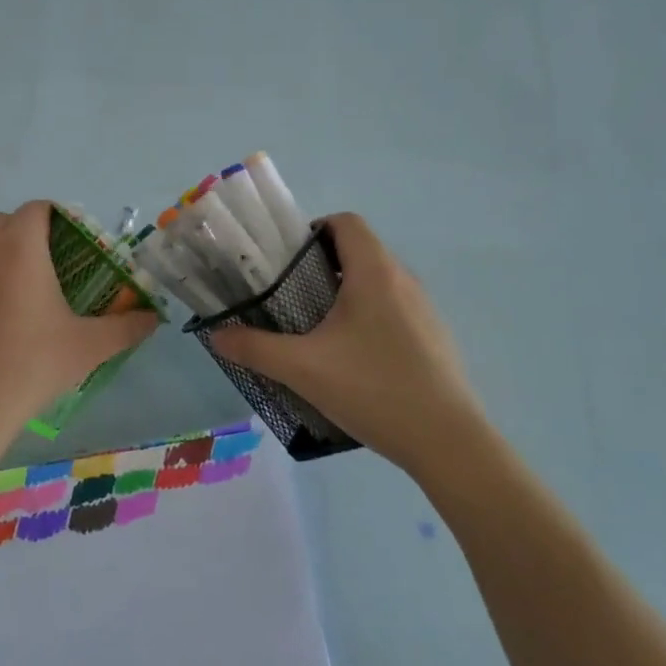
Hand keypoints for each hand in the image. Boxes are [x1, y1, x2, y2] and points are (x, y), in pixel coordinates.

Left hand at [0, 201, 160, 449]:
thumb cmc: (27, 367)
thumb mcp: (87, 348)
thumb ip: (126, 327)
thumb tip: (153, 318)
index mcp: (19, 246)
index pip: (38, 209)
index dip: (59, 220)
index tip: (73, 247)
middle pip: (5, 221)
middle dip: (27, 235)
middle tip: (48, 271)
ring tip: (12, 286)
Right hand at [208, 213, 486, 476]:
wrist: (448, 443)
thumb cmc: (373, 389)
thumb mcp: (302, 369)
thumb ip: (254, 348)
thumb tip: (216, 335)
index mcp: (375, 272)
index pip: (346, 222)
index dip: (314, 230)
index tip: (286, 260)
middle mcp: (404, 280)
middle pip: (360, 251)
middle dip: (321, 265)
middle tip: (290, 296)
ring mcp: (425, 310)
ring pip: (378, 282)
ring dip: (346, 292)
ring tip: (317, 328)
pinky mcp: (434, 338)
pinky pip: (395, 309)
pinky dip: (369, 317)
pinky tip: (354, 359)